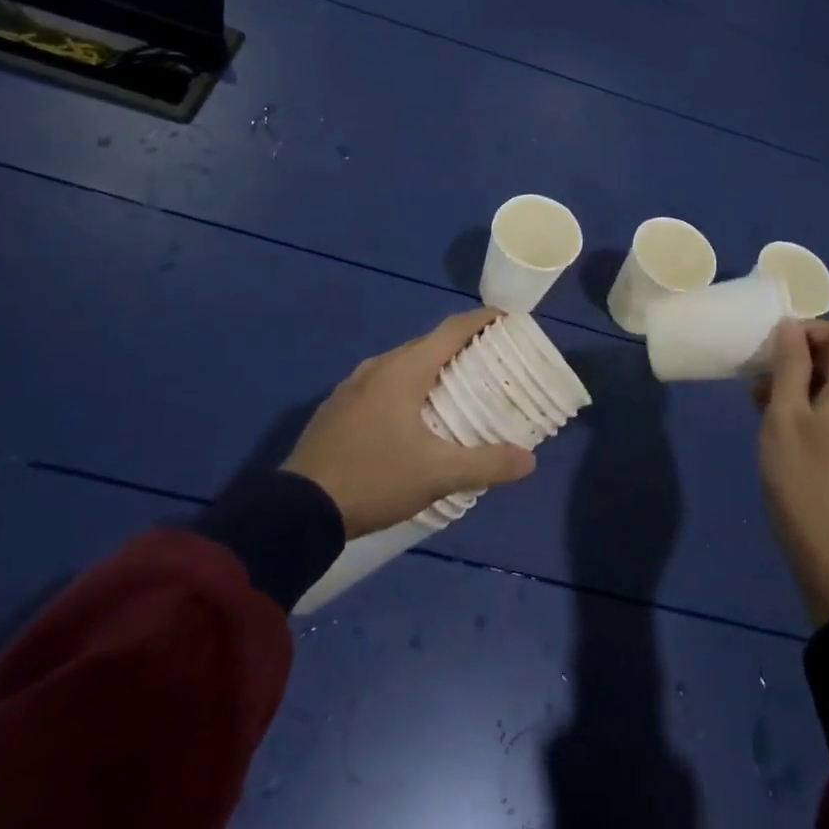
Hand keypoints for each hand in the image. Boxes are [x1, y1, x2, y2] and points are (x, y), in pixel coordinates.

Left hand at [282, 309, 536, 538]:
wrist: (298, 510)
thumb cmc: (375, 478)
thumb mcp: (438, 474)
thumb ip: (487, 464)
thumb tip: (530, 460)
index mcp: (404, 370)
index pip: (451, 330)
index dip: (482, 319)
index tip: (508, 318)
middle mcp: (378, 367)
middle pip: (428, 344)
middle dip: (461, 346)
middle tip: (492, 359)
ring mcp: (353, 386)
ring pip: (403, 364)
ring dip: (433, 367)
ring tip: (459, 386)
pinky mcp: (338, 408)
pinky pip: (383, 383)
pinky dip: (409, 386)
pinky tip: (415, 415)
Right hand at [754, 320, 828, 625]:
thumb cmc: (802, 477)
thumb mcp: (784, 414)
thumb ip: (788, 364)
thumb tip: (791, 326)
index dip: (809, 330)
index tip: (774, 349)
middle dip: (798, 358)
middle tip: (759, 376)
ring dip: (800, 383)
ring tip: (760, 402)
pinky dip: (811, 405)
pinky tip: (780, 424)